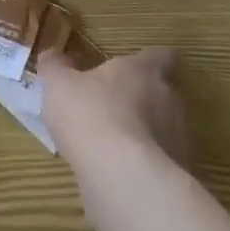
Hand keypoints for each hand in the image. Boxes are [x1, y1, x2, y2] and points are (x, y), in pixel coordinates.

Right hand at [39, 47, 190, 169]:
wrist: (122, 175)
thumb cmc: (90, 115)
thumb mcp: (59, 85)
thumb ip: (55, 67)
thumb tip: (51, 55)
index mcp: (143, 70)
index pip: (163, 56)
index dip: (150, 61)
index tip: (136, 67)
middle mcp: (169, 98)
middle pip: (165, 92)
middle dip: (145, 99)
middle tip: (117, 108)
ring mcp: (178, 136)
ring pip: (165, 127)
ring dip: (147, 133)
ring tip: (117, 146)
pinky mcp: (178, 171)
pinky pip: (164, 161)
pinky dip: (147, 164)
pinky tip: (124, 173)